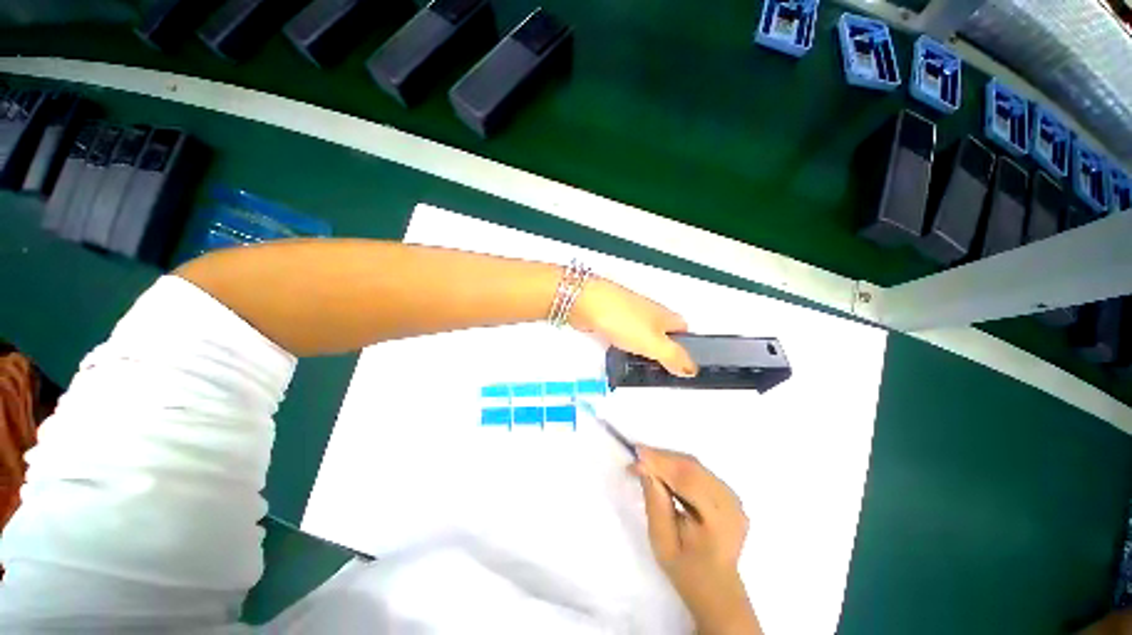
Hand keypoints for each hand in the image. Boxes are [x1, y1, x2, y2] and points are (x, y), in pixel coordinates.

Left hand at [570, 277, 696, 376]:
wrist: (588, 304)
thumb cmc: (623, 319)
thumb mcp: (655, 344)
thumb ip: (675, 357)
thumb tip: (691, 369)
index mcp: (666, 317)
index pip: (685, 331)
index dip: (687, 348)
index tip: (683, 366)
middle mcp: (650, 314)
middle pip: (663, 334)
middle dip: (662, 352)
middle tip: (659, 372)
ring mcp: (629, 316)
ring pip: (642, 336)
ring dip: (641, 350)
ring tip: (639, 368)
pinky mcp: (611, 320)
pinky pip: (623, 336)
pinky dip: (624, 346)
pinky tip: (620, 356)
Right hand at [634, 446, 761, 634]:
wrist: (716, 588)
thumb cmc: (686, 571)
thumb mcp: (663, 542)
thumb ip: (655, 503)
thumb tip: (644, 468)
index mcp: (721, 520)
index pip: (688, 480)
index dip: (661, 463)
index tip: (635, 456)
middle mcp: (731, 502)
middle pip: (692, 467)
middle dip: (661, 457)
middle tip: (636, 456)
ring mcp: (731, 495)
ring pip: (694, 464)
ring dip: (667, 459)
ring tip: (645, 460)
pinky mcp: (726, 491)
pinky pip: (698, 470)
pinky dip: (676, 465)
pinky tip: (661, 467)